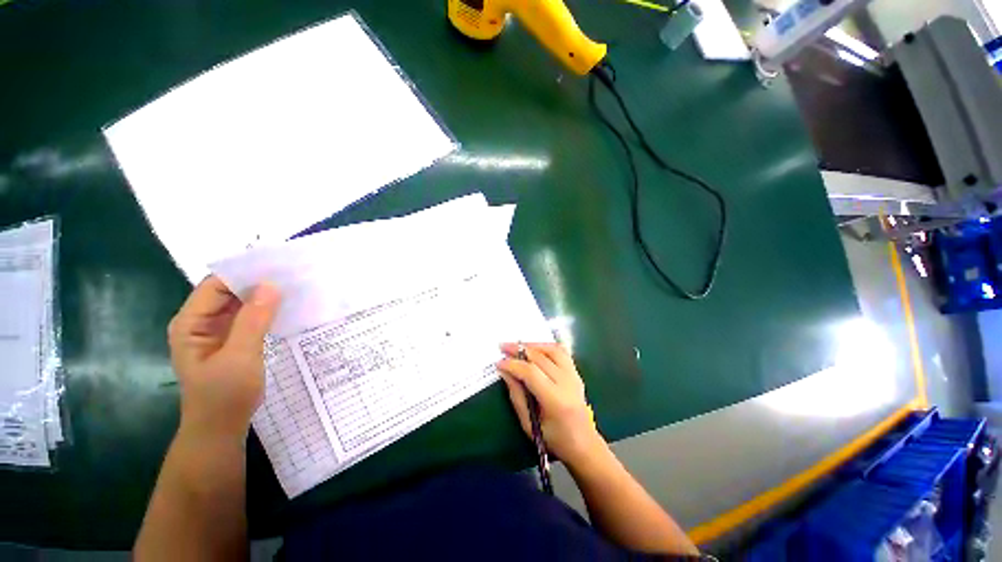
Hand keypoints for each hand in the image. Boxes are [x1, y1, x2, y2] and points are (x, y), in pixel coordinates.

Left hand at [168, 276, 280, 439]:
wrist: (221, 427)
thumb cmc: (224, 394)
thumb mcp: (240, 356)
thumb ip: (254, 320)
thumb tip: (272, 285)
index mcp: (191, 322)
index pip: (216, 285)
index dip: (244, 273)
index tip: (277, 266)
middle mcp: (201, 321)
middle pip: (229, 291)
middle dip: (257, 282)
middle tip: (291, 274)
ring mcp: (217, 331)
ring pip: (241, 303)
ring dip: (264, 295)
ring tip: (293, 286)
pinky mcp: (233, 339)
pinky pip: (250, 316)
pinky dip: (266, 309)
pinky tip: (286, 306)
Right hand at [497, 342, 606, 468]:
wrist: (584, 444)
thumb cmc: (554, 440)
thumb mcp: (529, 424)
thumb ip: (517, 396)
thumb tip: (505, 372)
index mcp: (555, 400)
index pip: (531, 373)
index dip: (513, 365)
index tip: (499, 363)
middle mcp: (567, 383)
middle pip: (540, 358)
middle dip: (519, 350)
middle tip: (503, 347)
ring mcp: (574, 375)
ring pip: (552, 350)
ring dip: (533, 345)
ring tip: (518, 346)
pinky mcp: (576, 372)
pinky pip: (561, 352)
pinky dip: (546, 346)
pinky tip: (535, 348)